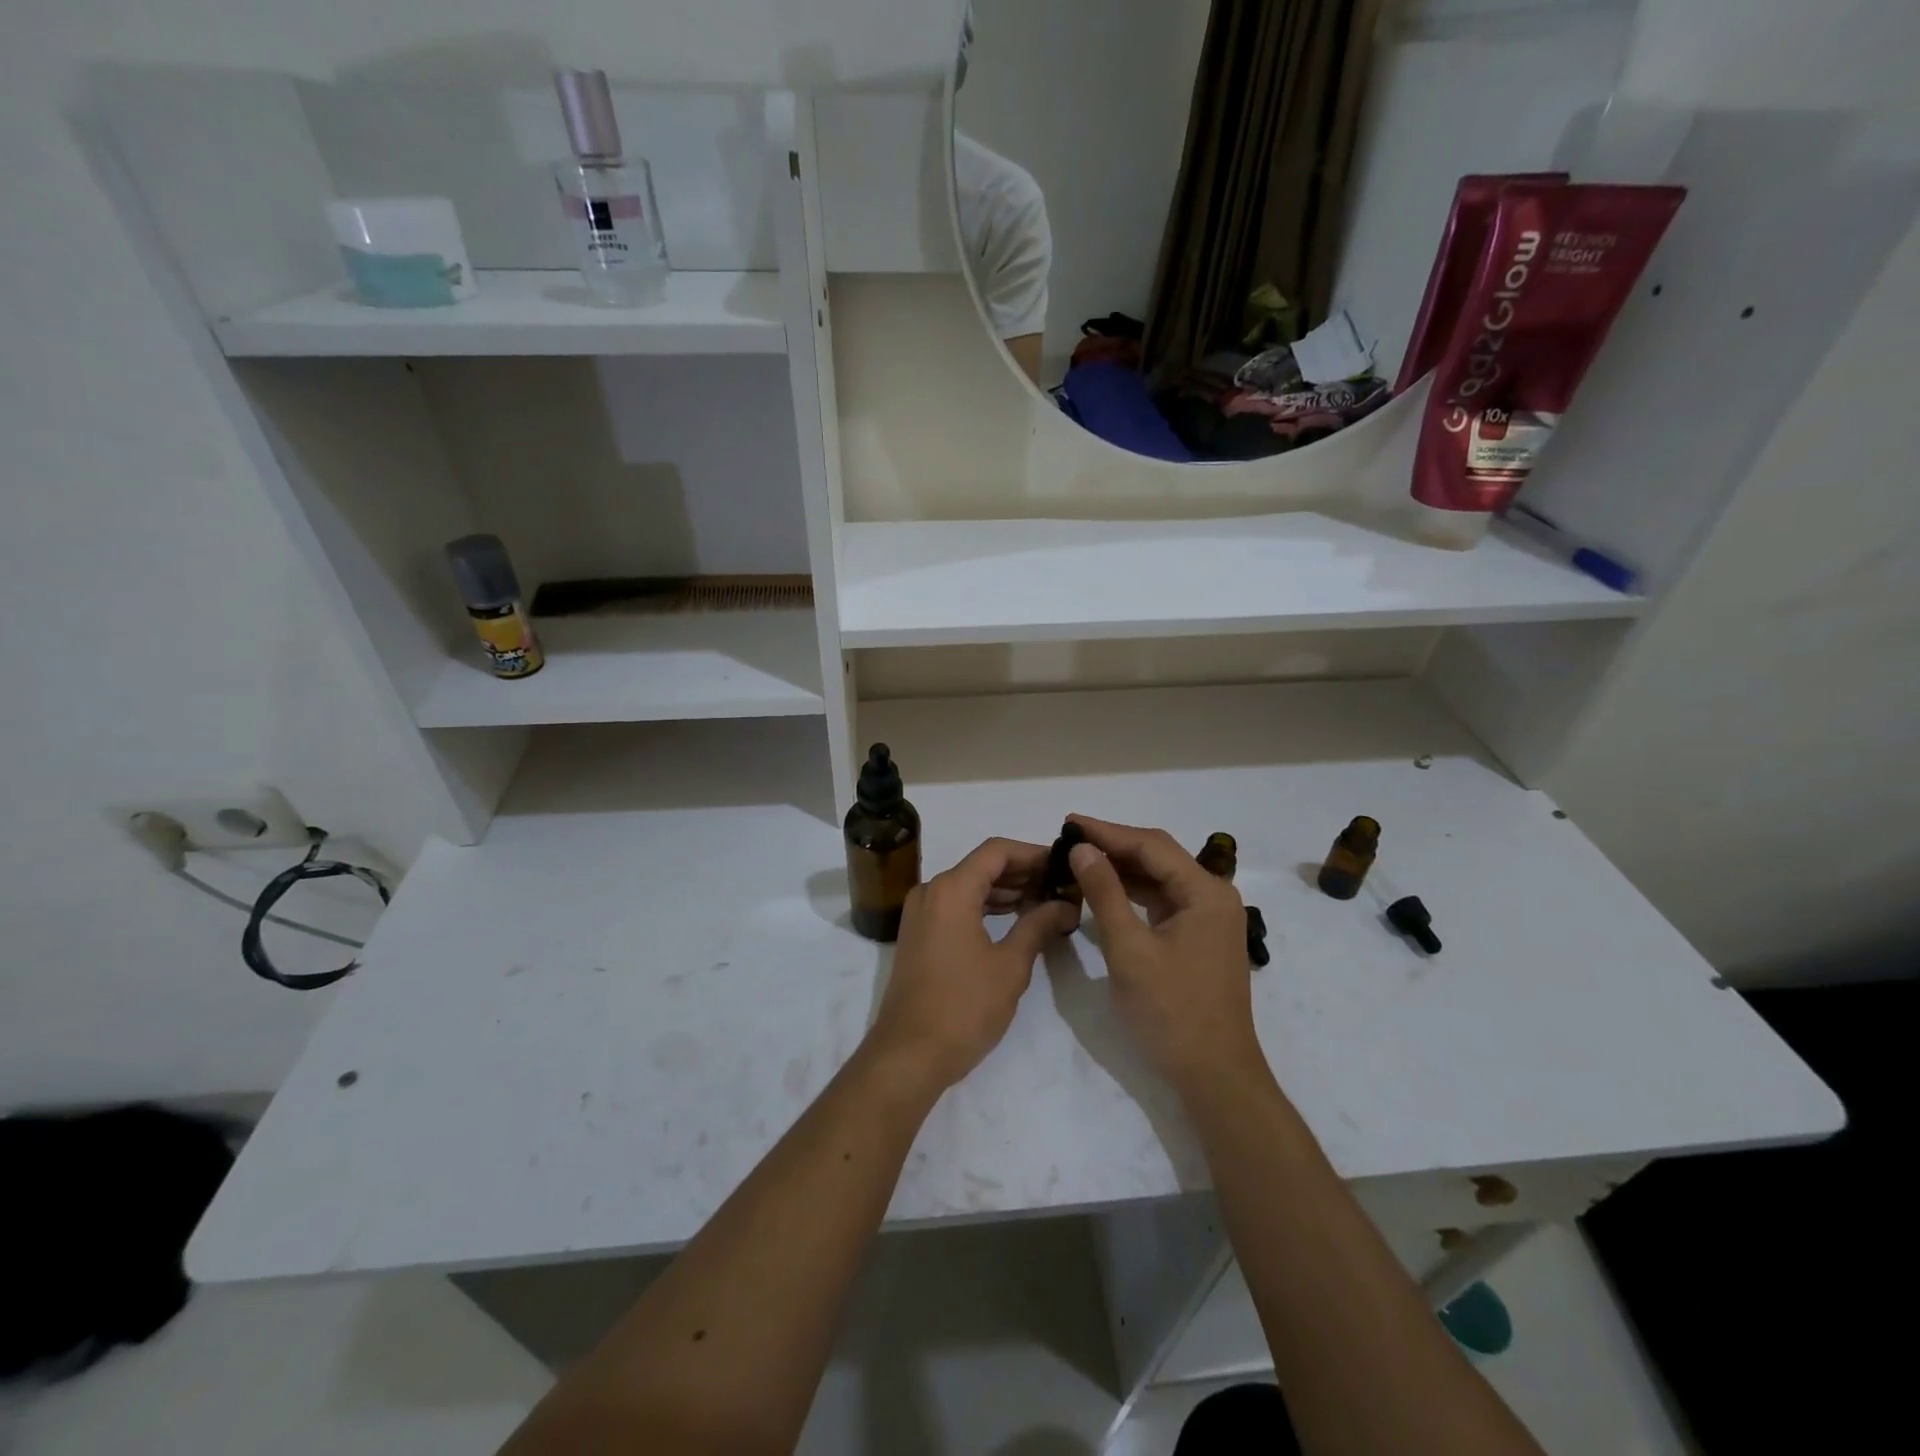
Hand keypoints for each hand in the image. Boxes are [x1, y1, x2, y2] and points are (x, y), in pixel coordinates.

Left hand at [867, 838, 1079, 1092]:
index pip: (997, 851)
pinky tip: (1015, 919)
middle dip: (1023, 872)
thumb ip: (1039, 925)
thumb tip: (1066, 905)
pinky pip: (956, 906)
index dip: (1033, 853)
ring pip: (969, 886)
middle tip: (1061, 885)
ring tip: (1046, 902)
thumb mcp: (1010, 965)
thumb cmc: (963, 1007)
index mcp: (951, 889)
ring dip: (1006, 890)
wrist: (909, 1054)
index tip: (1063, 864)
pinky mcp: (919, 935)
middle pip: (982, 866)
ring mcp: (921, 913)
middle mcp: (931, 891)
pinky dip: (985, 907)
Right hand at [1066, 815, 1263, 1089]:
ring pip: (1159, 879)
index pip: (1151, 845)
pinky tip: (1103, 889)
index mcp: (1205, 892)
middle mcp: (1213, 896)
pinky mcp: (1198, 937)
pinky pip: (1162, 901)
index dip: (1108, 831)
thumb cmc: (1171, 1011)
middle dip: (1113, 845)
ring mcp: (1208, 918)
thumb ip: (1105, 893)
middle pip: (1158, 857)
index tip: (1069, 823)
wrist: (1214, 1076)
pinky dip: (1132, 893)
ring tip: (1079, 858)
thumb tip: (1082, 849)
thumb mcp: (1129, 949)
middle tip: (1069, 838)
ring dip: (1121, 868)